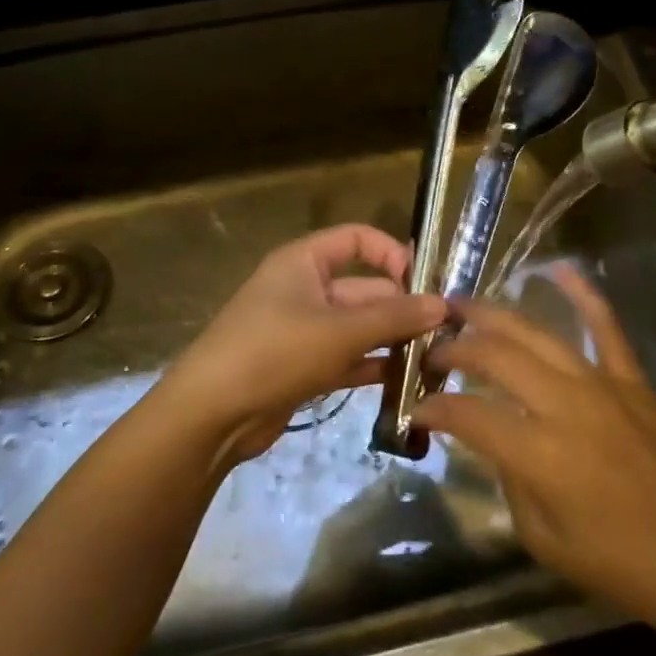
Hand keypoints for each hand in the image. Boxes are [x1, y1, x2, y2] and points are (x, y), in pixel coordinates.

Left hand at [159, 224, 446, 462]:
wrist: (210, 416)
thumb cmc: (274, 353)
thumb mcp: (340, 331)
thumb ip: (394, 317)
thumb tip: (442, 305)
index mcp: (304, 262)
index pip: (357, 239)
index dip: (392, 253)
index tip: (425, 282)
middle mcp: (304, 289)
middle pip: (364, 288)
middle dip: (402, 307)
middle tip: (444, 333)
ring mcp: (303, 330)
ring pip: (358, 327)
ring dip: (392, 340)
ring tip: (435, 358)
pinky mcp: (302, 367)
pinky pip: (347, 357)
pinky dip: (372, 365)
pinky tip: (406, 381)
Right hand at [419, 267, 655, 645]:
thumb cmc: (618, 564)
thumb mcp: (542, 538)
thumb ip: (509, 481)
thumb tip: (494, 441)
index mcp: (540, 454)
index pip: (468, 414)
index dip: (434, 408)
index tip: (418, 409)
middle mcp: (565, 405)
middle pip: (496, 357)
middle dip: (455, 348)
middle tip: (433, 351)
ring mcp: (603, 384)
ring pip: (537, 333)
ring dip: (494, 315)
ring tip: (462, 305)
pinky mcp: (633, 379)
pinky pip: (605, 326)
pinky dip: (582, 293)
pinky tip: (558, 268)